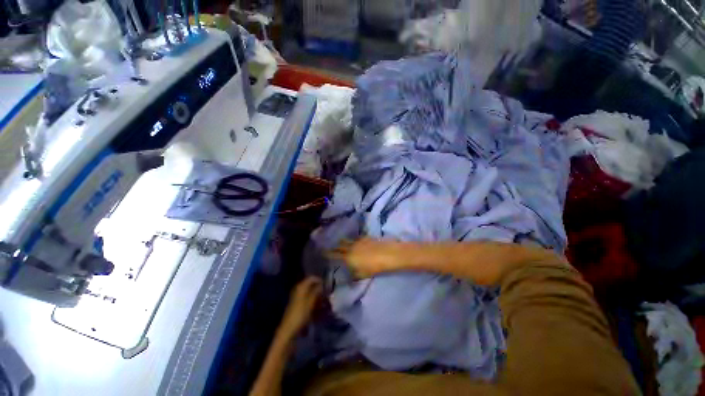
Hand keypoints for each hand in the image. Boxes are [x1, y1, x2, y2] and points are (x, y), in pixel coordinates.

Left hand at [279, 277, 322, 336]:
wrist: (288, 330)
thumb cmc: (300, 314)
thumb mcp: (311, 301)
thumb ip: (317, 291)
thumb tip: (321, 284)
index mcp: (301, 286)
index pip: (312, 278)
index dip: (320, 280)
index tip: (327, 285)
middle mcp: (298, 289)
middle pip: (311, 286)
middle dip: (319, 289)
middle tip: (327, 294)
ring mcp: (297, 298)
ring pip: (310, 293)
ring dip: (317, 297)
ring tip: (324, 303)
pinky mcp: (297, 305)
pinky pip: (307, 300)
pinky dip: (313, 303)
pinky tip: (318, 309)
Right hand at [328, 238, 403, 278]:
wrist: (388, 254)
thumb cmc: (374, 267)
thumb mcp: (362, 274)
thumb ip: (353, 275)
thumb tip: (347, 277)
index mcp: (348, 257)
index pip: (335, 255)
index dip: (328, 254)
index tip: (322, 252)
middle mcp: (351, 247)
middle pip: (340, 246)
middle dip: (334, 247)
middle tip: (330, 247)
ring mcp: (358, 241)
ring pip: (347, 240)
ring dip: (342, 242)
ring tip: (340, 243)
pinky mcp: (365, 237)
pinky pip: (356, 238)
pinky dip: (353, 240)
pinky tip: (354, 241)